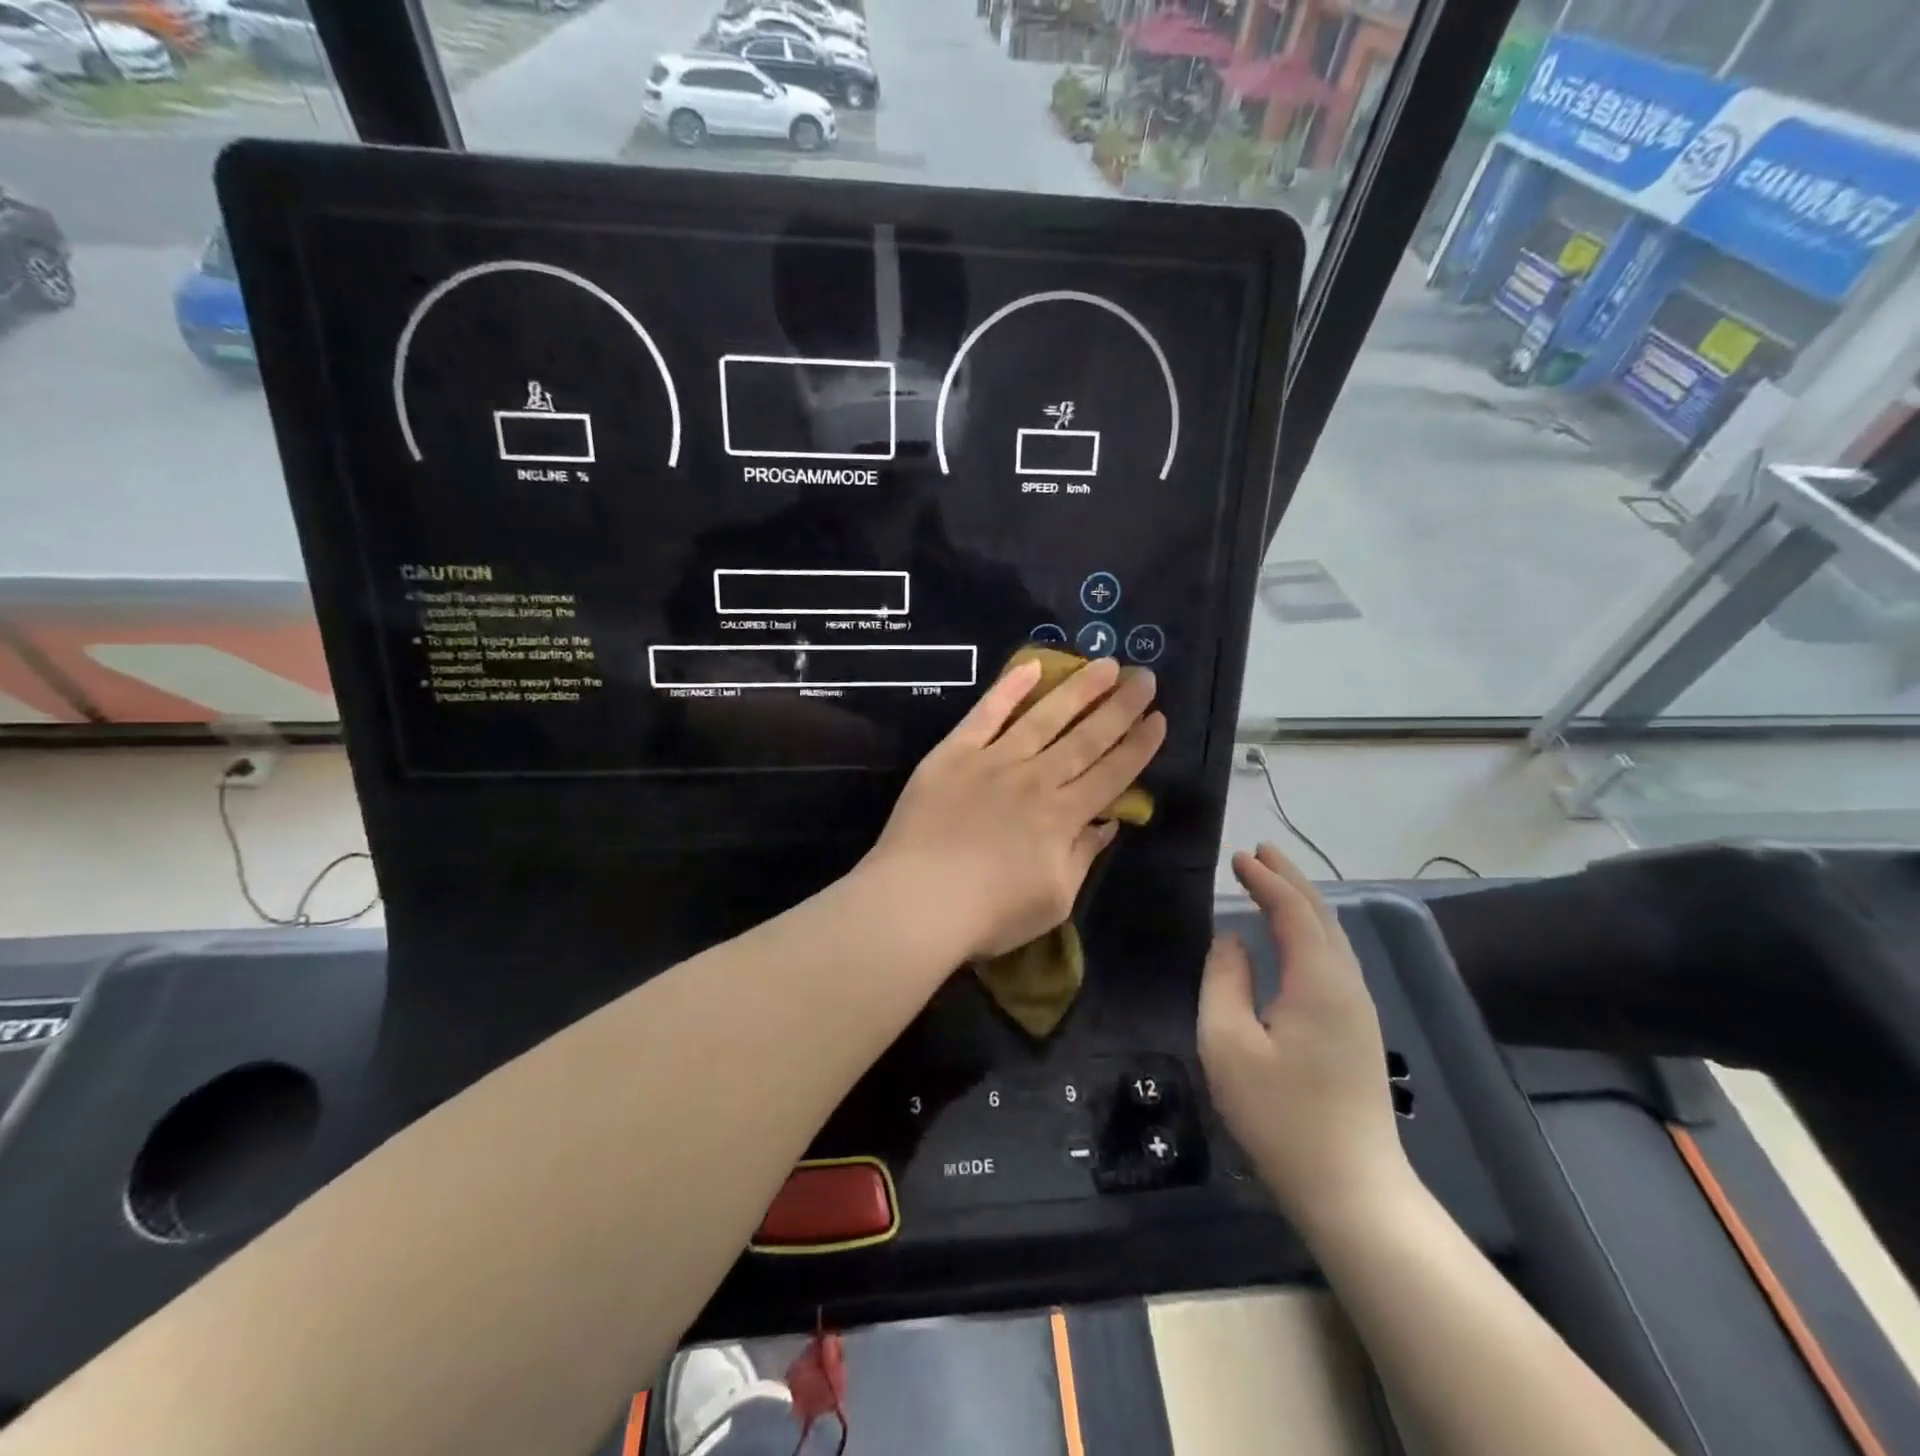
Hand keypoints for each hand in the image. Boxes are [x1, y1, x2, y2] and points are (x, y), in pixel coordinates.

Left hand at [862, 656, 1164, 962]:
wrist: (918, 900)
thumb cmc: (989, 913)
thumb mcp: (1054, 900)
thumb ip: (1082, 856)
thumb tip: (1107, 823)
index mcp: (1064, 817)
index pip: (1112, 774)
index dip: (1138, 746)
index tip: (1159, 718)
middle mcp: (1036, 780)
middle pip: (1087, 738)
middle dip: (1121, 707)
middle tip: (1145, 676)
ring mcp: (994, 761)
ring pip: (1045, 717)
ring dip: (1079, 689)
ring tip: (1106, 664)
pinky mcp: (954, 753)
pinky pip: (986, 714)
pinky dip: (1009, 689)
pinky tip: (1031, 666)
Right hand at [1198, 845, 1411, 1232]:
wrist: (1352, 1189)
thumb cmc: (1280, 1115)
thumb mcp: (1228, 1044)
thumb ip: (1224, 980)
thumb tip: (1232, 940)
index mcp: (1318, 981)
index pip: (1292, 911)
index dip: (1265, 879)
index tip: (1237, 857)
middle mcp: (1346, 984)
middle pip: (1321, 915)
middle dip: (1290, 878)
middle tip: (1260, 851)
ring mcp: (1358, 1008)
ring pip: (1332, 936)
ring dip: (1302, 902)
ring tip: (1274, 880)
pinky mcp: (1358, 1030)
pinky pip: (1333, 958)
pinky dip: (1310, 929)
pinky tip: (1294, 936)